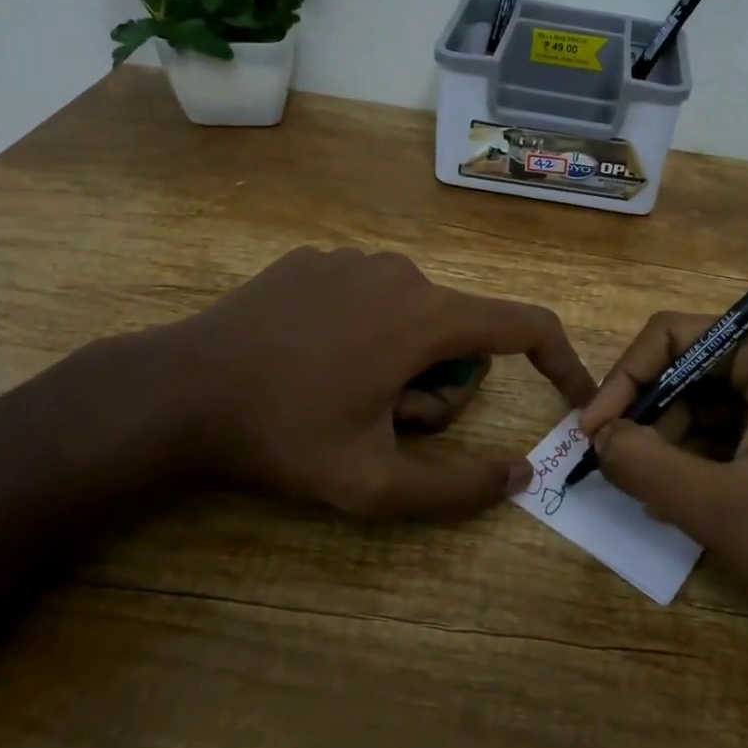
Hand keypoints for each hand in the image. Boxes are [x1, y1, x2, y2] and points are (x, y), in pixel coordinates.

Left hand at [97, 247, 594, 517]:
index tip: (571, 397)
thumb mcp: (372, 484)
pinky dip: (365, 332)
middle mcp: (400, 271)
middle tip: (385, 424)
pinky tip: (312, 360)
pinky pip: (371, 296)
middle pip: (461, 332)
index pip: (524, 325)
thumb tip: (520, 476)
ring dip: (402, 361)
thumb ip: (456, 489)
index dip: (559, 362)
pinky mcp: (315, 258)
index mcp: (424, 316)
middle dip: (441, 385)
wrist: (177, 391)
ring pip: (415, 315)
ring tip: (343, 394)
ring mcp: (353, 258)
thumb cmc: (282, 437)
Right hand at [579, 315, 747, 641]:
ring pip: (710, 405)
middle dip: (649, 416)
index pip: (677, 337)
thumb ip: (645, 463)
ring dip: (671, 443)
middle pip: (693, 369)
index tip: (593, 432)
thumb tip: (598, 437)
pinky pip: (735, 433)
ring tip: (647, 493)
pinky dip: (701, 460)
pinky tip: (680, 500)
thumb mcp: (719, 508)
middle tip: (617, 469)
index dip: (626, 378)